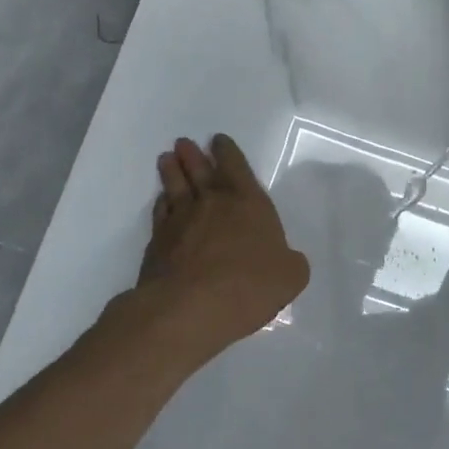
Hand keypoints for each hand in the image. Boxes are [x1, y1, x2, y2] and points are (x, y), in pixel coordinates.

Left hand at [137, 135, 310, 347]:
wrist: (189, 308)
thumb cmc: (248, 286)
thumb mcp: (290, 276)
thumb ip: (290, 262)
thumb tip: (285, 261)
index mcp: (248, 203)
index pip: (236, 167)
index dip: (227, 152)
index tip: (218, 140)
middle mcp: (213, 203)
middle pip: (200, 170)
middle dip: (194, 155)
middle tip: (184, 143)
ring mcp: (181, 221)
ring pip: (175, 187)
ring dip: (172, 171)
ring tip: (167, 159)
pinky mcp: (158, 242)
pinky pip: (161, 213)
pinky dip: (162, 203)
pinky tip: (162, 201)